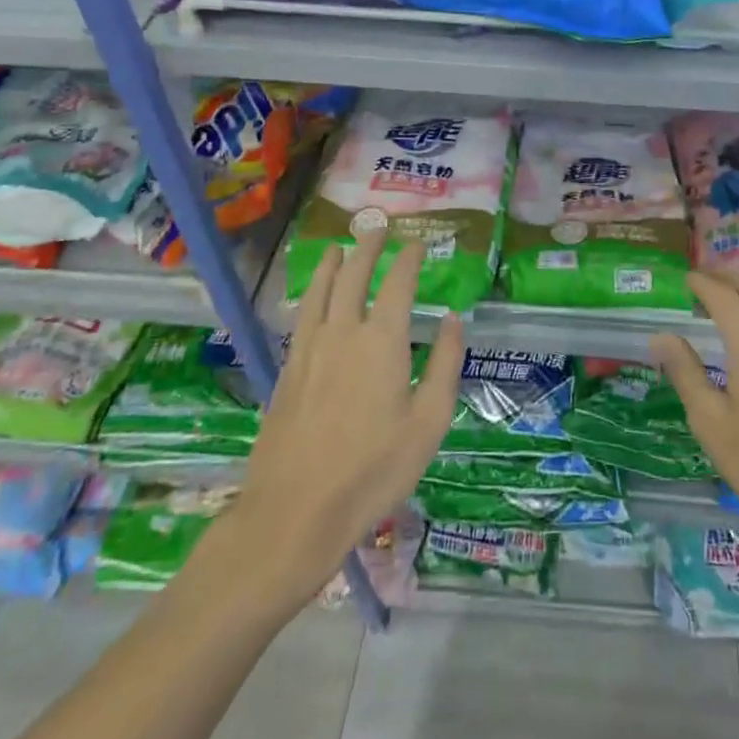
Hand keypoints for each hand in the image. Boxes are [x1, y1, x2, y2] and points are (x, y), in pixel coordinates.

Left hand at [215, 230, 463, 617]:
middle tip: (377, 226)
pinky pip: (301, 317)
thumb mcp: (428, 422)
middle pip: (354, 276)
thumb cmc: (374, 470)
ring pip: (320, 292)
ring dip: (333, 265)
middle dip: (368, 248)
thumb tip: (451, 320)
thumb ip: (443, 364)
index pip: (397, 284)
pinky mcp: (287, 371)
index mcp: (381, 341)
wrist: (294, 511)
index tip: (417, 242)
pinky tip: (312, 299)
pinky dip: (310, 295)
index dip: (408, 259)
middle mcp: (342, 333)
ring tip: (339, 247)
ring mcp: (308, 351)